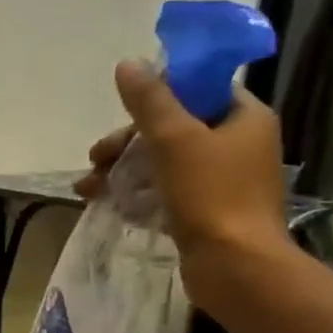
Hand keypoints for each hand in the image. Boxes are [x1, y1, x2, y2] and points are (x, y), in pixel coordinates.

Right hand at [75, 60, 290, 301]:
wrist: (235, 268)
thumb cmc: (210, 196)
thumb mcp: (174, 140)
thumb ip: (150, 101)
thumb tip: (129, 64)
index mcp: (244, 118)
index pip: (199, 90)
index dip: (159, 97)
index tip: (124, 114)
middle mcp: (239, 145)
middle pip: (173, 129)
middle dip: (127, 144)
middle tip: (95, 158)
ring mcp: (223, 182)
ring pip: (163, 163)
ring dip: (122, 171)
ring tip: (87, 189)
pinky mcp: (206, 213)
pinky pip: (165, 193)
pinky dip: (136, 195)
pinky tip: (106, 205)